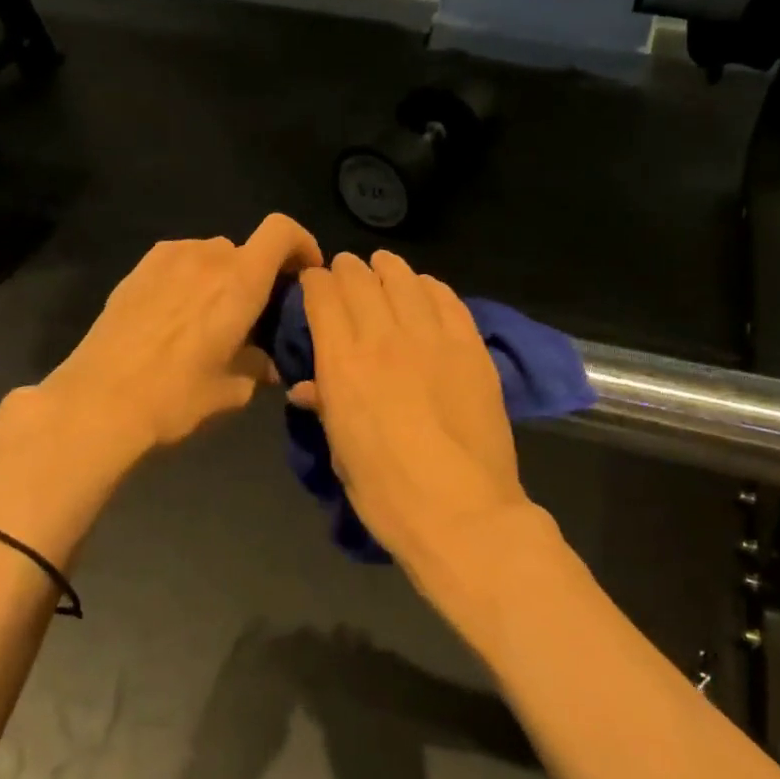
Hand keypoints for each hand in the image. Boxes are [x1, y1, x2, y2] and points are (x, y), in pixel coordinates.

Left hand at [39, 213, 323, 458]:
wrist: (100, 401)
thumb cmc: (176, 397)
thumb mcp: (231, 390)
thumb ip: (258, 367)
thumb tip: (268, 364)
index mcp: (240, 282)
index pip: (281, 232)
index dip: (302, 244)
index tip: (305, 273)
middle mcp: (207, 257)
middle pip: (246, 249)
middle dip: (259, 276)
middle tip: (255, 315)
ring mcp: (167, 259)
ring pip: (210, 255)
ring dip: (222, 277)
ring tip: (212, 318)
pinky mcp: (137, 270)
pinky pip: (178, 262)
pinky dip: (191, 279)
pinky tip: (178, 317)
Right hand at [291, 252, 550, 644]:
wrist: (460, 509)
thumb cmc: (386, 492)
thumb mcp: (341, 450)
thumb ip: (326, 406)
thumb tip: (308, 387)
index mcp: (343, 362)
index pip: (323, 296)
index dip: (316, 282)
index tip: (315, 283)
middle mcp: (384, 336)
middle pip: (361, 279)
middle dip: (347, 270)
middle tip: (345, 272)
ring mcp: (432, 337)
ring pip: (406, 280)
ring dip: (389, 270)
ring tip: (384, 268)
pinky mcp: (471, 346)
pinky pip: (448, 299)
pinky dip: (431, 287)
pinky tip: (425, 288)